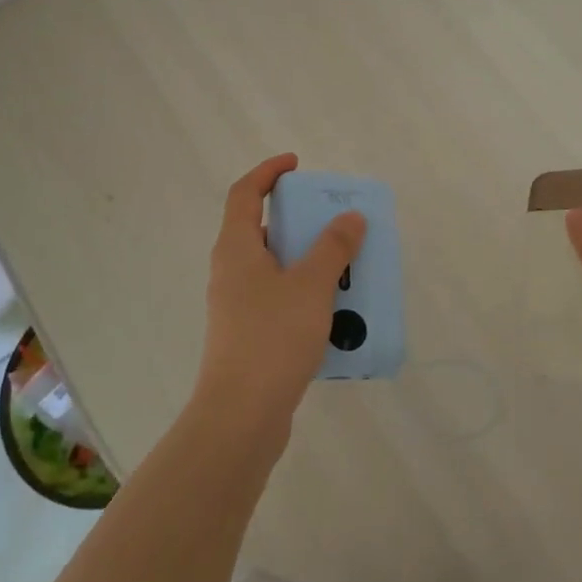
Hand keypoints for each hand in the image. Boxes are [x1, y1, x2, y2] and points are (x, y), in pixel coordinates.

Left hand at [194, 154, 366, 435]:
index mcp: (236, 249)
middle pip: (261, 229)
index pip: (244, 193)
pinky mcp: (248, 335)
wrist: (241, 416)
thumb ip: (333, 247)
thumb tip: (350, 217)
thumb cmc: (272, 338)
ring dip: (307, 259)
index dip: (268, 172)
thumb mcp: (311, 285)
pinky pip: (280, 298)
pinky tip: (336, 309)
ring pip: (274, 267)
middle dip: (298, 219)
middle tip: (334, 219)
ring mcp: (237, 306)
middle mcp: (231, 271)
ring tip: (345, 264)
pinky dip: (306, 292)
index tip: (297, 164)